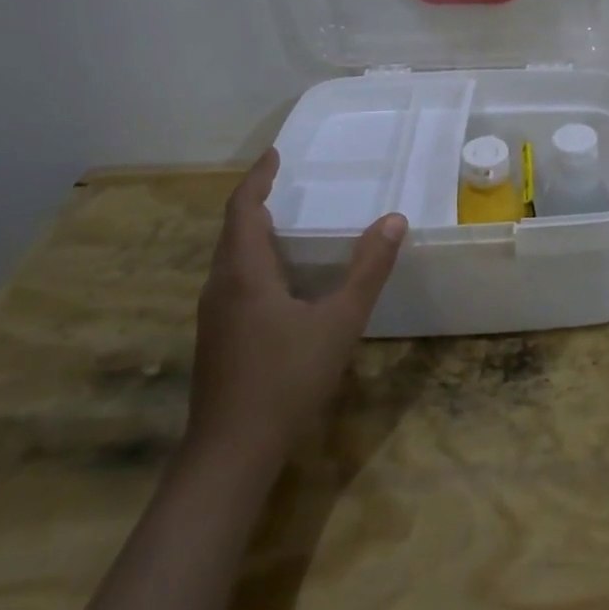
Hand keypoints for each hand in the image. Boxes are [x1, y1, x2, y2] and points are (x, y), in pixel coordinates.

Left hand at [184, 148, 407, 480]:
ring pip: (230, 258)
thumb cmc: (286, 380)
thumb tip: (394, 219)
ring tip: (286, 220)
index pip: (243, 209)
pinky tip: (280, 278)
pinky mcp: (217, 339)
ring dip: (253, 232)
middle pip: (233, 230)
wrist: (231, 455)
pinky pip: (233, 280)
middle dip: (256, 201)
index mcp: (244, 273)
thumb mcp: (339, 321)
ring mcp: (214, 315)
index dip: (258, 178)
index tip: (276, 154)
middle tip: (286, 182)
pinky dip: (253, 260)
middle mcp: (221, 286)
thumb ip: (368, 270)